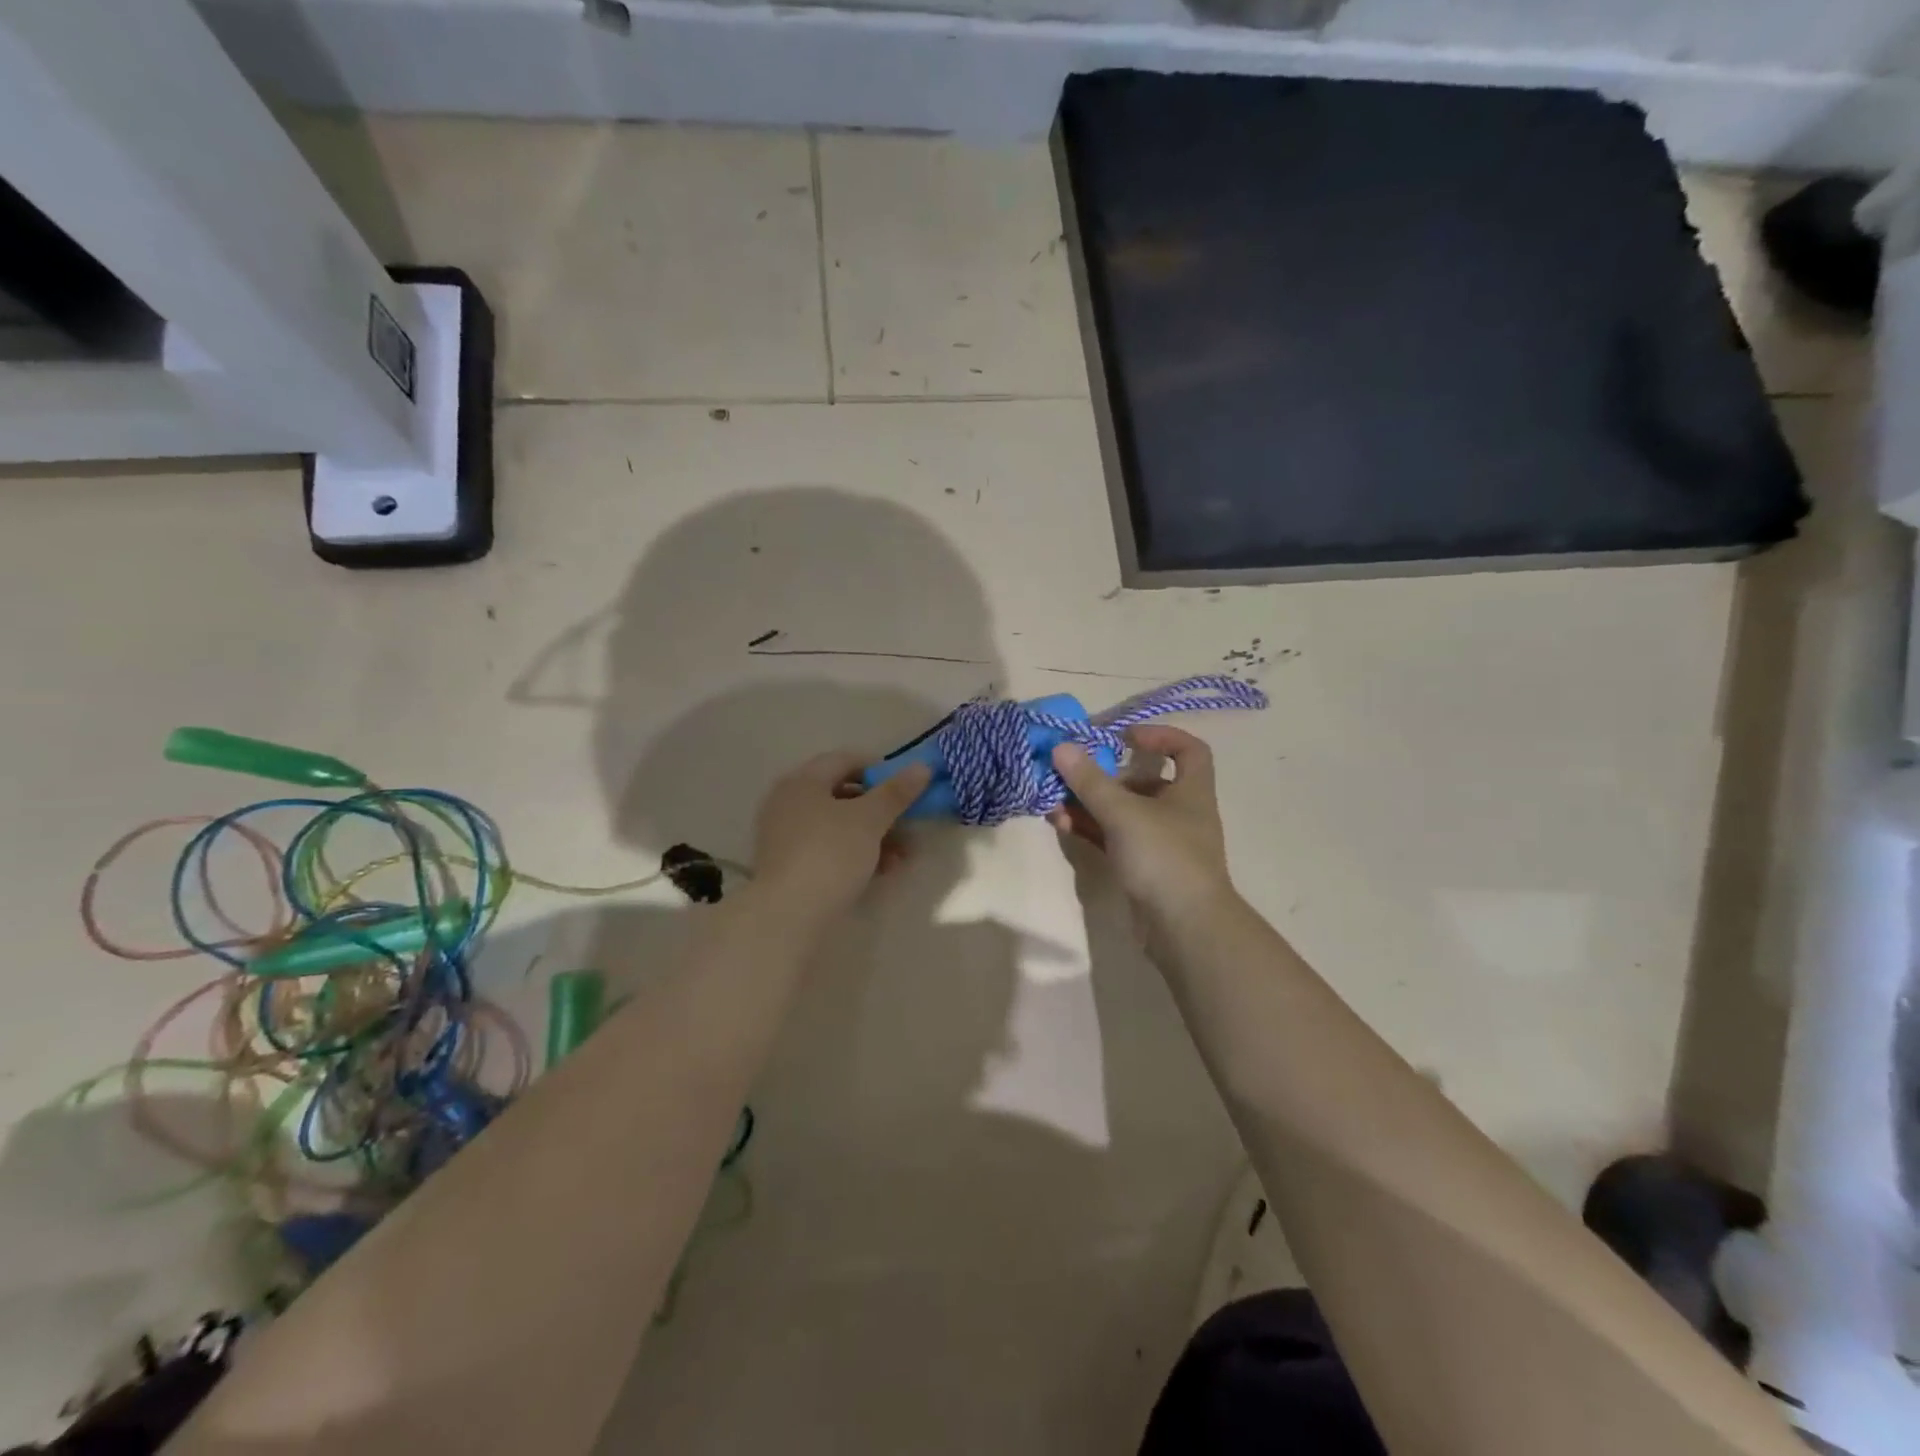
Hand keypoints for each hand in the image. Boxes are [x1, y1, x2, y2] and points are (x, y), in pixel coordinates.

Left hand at [751, 752, 932, 916]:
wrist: (789, 916)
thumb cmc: (830, 854)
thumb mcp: (870, 819)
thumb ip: (896, 792)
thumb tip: (922, 767)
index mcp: (802, 782)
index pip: (845, 760)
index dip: (880, 768)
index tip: (907, 786)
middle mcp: (789, 803)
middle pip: (843, 795)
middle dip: (882, 809)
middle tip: (910, 823)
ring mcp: (787, 837)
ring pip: (840, 826)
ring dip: (875, 836)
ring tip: (904, 856)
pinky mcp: (791, 867)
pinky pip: (830, 850)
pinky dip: (857, 854)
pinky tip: (883, 871)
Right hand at [1048, 726, 1236, 923]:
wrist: (1184, 928)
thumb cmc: (1164, 857)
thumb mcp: (1123, 813)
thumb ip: (1090, 781)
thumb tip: (1061, 747)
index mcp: (1190, 791)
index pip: (1188, 750)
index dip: (1160, 735)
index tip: (1124, 736)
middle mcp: (1179, 813)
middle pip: (1143, 781)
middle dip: (1104, 775)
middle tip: (1070, 771)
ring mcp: (1160, 843)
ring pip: (1122, 812)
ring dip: (1089, 803)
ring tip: (1054, 800)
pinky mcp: (1143, 868)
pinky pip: (1113, 838)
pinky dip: (1090, 828)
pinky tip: (1061, 824)